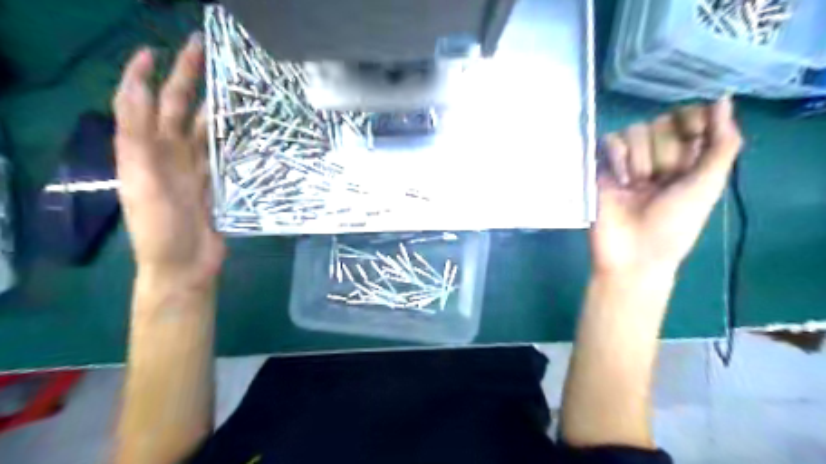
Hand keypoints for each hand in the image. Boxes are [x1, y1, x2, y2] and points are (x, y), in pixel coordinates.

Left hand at [112, 34, 224, 290]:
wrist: (184, 265)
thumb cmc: (158, 228)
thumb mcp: (141, 183)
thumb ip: (138, 140)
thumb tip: (141, 91)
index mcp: (143, 151)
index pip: (139, 104)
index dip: (142, 75)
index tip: (156, 50)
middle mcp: (167, 154)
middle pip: (177, 109)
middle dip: (186, 78)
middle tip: (203, 51)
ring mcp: (193, 169)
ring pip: (203, 129)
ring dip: (214, 106)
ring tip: (232, 85)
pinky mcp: (214, 183)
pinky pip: (221, 153)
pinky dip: (231, 138)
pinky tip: (245, 128)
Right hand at [594, 98, 742, 277]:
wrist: (631, 253)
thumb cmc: (673, 224)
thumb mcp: (708, 185)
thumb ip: (722, 143)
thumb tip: (722, 98)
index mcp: (689, 159)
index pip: (692, 117)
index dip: (692, 122)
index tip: (693, 139)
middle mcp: (659, 156)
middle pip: (662, 122)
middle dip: (664, 151)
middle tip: (660, 180)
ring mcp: (629, 161)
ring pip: (635, 129)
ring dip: (639, 158)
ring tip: (635, 185)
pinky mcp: (603, 167)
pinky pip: (610, 141)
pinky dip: (616, 157)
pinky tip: (619, 181)